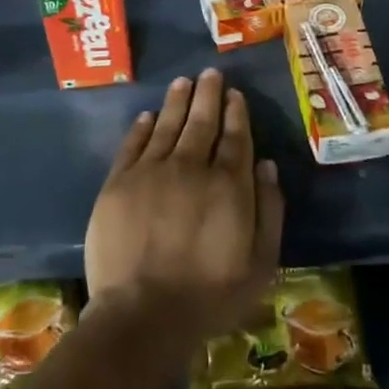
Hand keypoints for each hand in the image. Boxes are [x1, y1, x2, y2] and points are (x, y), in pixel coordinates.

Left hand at [85, 69, 283, 345]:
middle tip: (210, 73)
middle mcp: (191, 167)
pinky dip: (141, 128)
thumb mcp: (260, 263)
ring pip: (167, 125)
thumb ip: (270, 211)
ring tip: (183, 82)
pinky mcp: (118, 184)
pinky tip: (147, 115)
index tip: (236, 94)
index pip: (235, 138)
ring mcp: (151, 172)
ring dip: (177, 101)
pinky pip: (132, 146)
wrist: (143, 315)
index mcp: (228, 185)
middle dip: (208, 95)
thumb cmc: (209, 296)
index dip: (236, 114)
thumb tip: (268, 166)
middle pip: (201, 122)